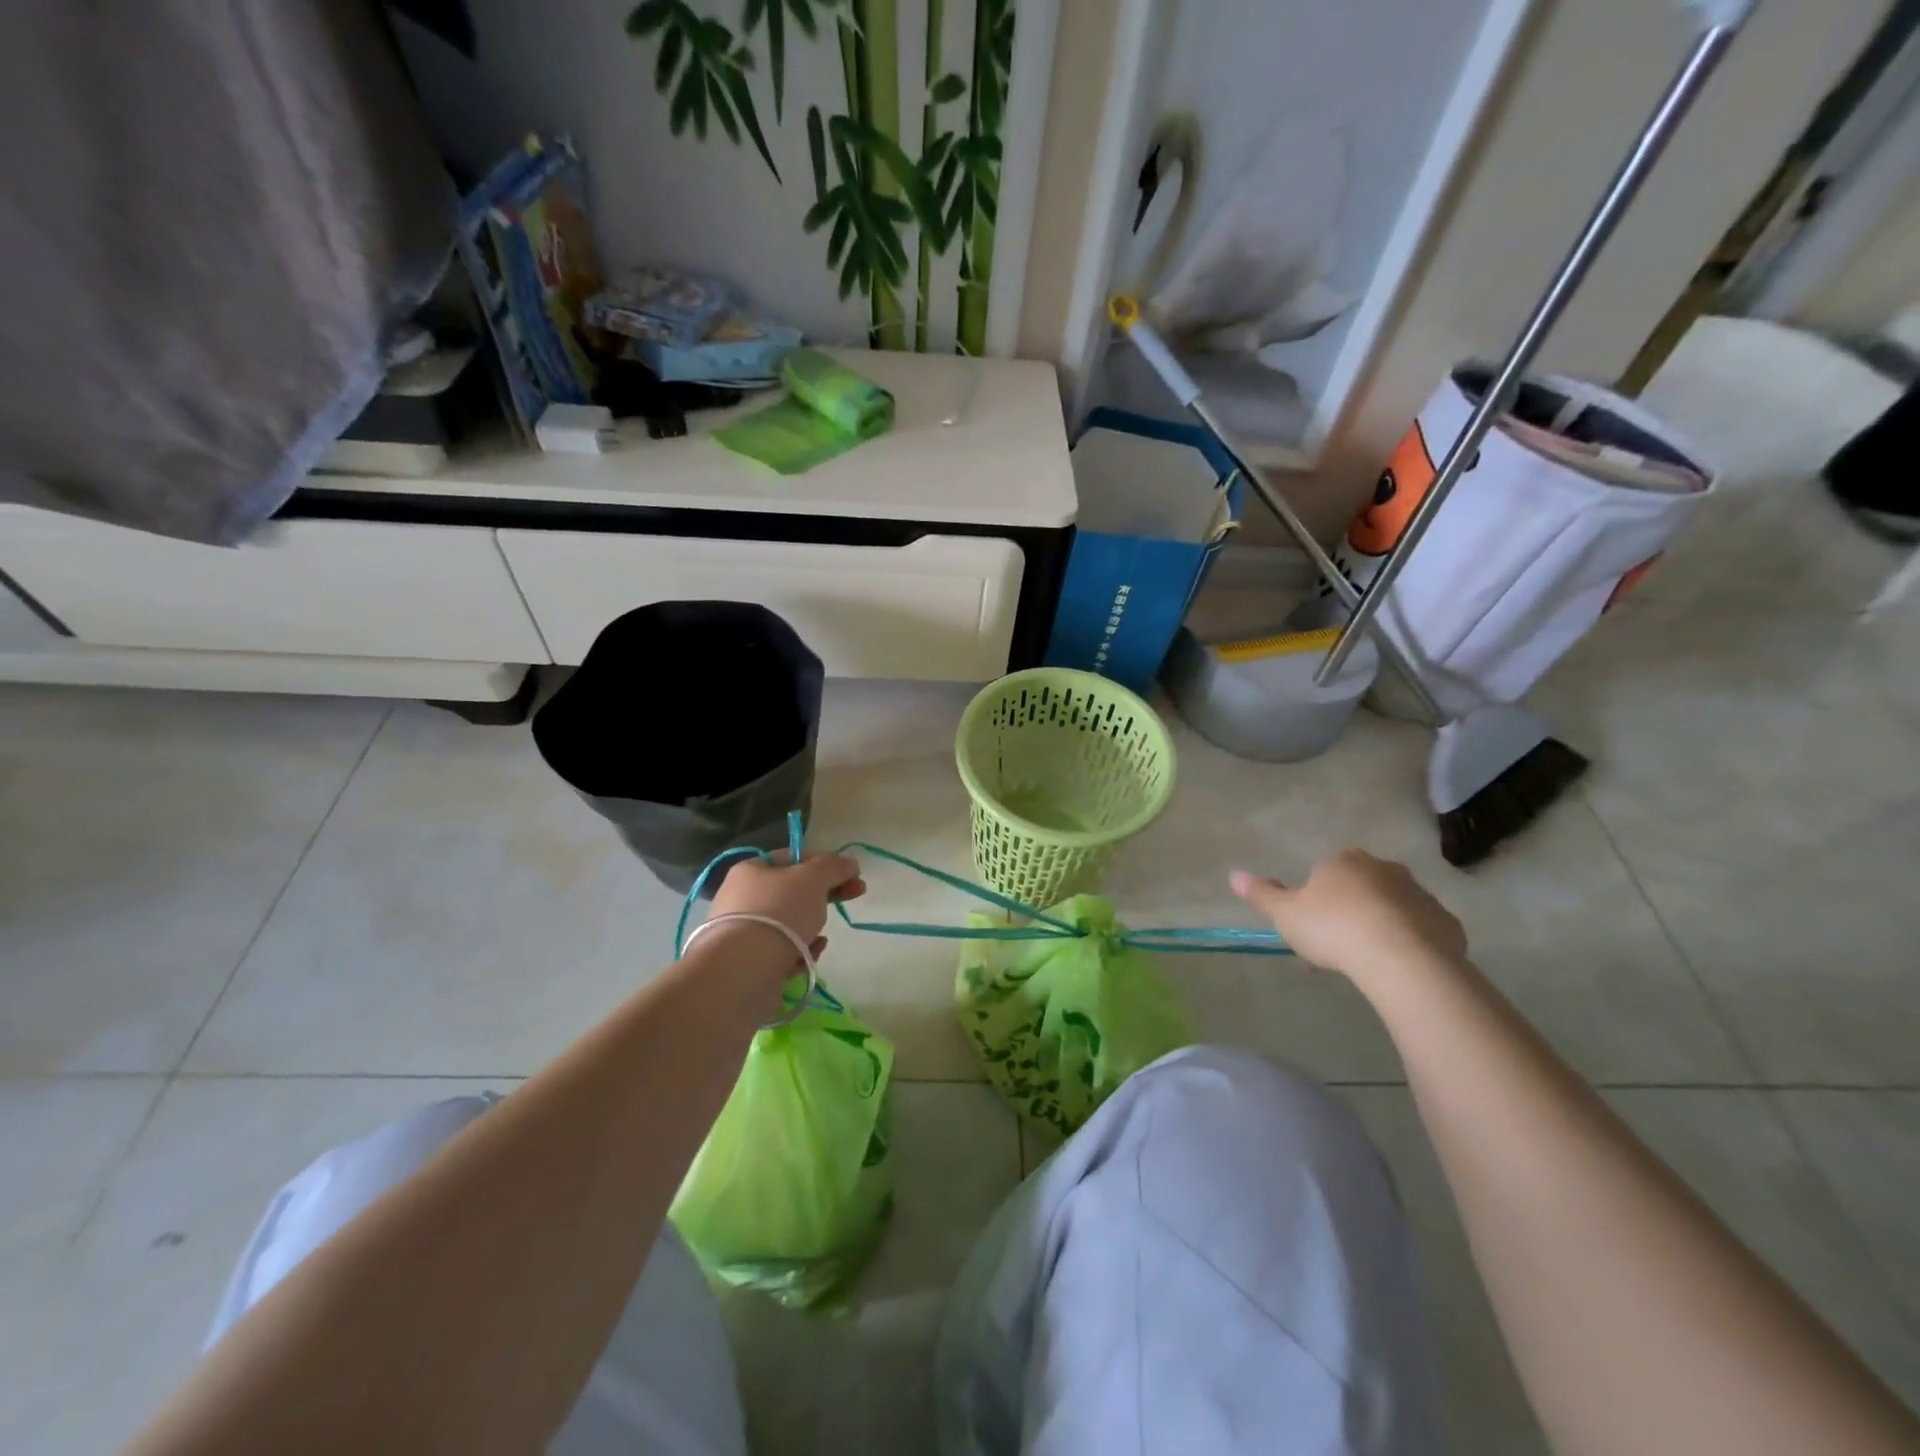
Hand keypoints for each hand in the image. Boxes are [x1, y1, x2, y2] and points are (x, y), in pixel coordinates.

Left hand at [705, 851, 865, 962]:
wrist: (744, 970)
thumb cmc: (779, 911)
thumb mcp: (813, 878)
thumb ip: (834, 867)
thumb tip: (850, 862)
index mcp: (752, 870)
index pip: (794, 858)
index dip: (825, 863)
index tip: (852, 874)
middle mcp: (742, 898)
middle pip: (793, 891)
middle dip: (825, 895)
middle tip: (855, 894)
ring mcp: (744, 932)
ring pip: (790, 924)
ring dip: (812, 928)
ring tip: (821, 937)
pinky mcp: (749, 963)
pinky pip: (783, 951)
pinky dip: (800, 952)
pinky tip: (809, 956)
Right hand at [1230, 850, 1466, 983]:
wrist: (1401, 958)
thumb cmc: (1334, 928)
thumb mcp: (1286, 914)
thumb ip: (1262, 894)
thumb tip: (1234, 874)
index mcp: (1343, 861)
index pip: (1325, 872)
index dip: (1316, 899)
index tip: (1311, 928)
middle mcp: (1383, 868)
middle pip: (1360, 886)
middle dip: (1350, 908)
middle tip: (1337, 946)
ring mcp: (1418, 893)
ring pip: (1392, 906)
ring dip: (1381, 924)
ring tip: (1367, 961)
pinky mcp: (1446, 922)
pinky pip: (1422, 929)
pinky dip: (1411, 942)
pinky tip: (1399, 966)